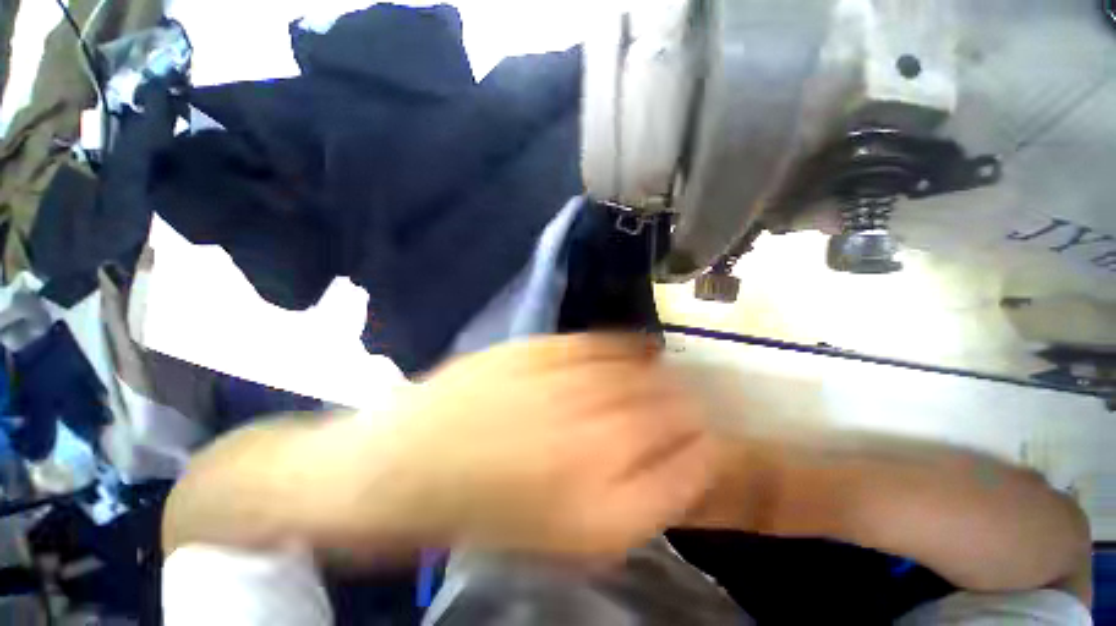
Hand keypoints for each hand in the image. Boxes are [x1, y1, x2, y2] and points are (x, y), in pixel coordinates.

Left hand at [339, 334, 712, 559]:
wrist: (404, 463)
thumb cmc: (486, 513)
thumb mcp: (567, 537)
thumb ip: (636, 501)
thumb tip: (684, 461)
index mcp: (604, 507)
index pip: (695, 463)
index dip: (710, 446)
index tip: (712, 438)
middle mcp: (594, 441)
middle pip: (674, 410)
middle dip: (693, 408)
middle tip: (695, 406)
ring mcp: (566, 386)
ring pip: (644, 372)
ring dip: (667, 376)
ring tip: (673, 377)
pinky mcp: (540, 348)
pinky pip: (604, 342)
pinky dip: (631, 346)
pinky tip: (641, 349)